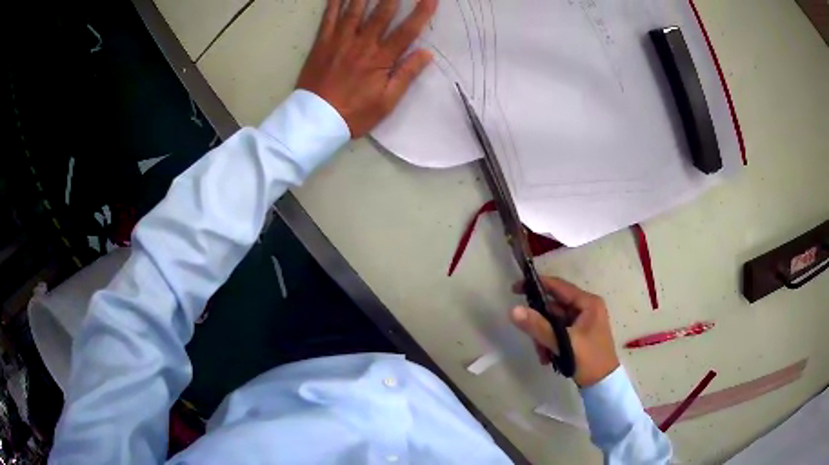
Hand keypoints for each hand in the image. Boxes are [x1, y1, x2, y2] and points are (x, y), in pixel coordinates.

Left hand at [297, 0, 437, 137]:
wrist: (315, 120)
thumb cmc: (354, 113)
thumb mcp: (387, 102)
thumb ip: (406, 75)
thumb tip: (427, 53)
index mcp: (380, 59)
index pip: (406, 31)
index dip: (421, 13)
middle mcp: (361, 44)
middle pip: (381, 13)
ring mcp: (339, 41)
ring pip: (355, 10)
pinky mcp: (322, 43)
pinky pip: (329, 17)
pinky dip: (334, 3)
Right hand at [509, 277, 619, 387]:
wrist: (602, 384)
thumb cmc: (589, 360)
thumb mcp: (563, 343)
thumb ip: (539, 327)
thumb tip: (514, 310)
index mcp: (588, 303)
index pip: (559, 286)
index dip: (536, 285)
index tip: (515, 289)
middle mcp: (586, 308)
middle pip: (554, 307)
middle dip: (540, 323)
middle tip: (529, 336)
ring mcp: (583, 321)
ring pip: (553, 321)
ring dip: (544, 336)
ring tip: (542, 354)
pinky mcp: (579, 334)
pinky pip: (558, 332)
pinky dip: (550, 342)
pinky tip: (547, 357)